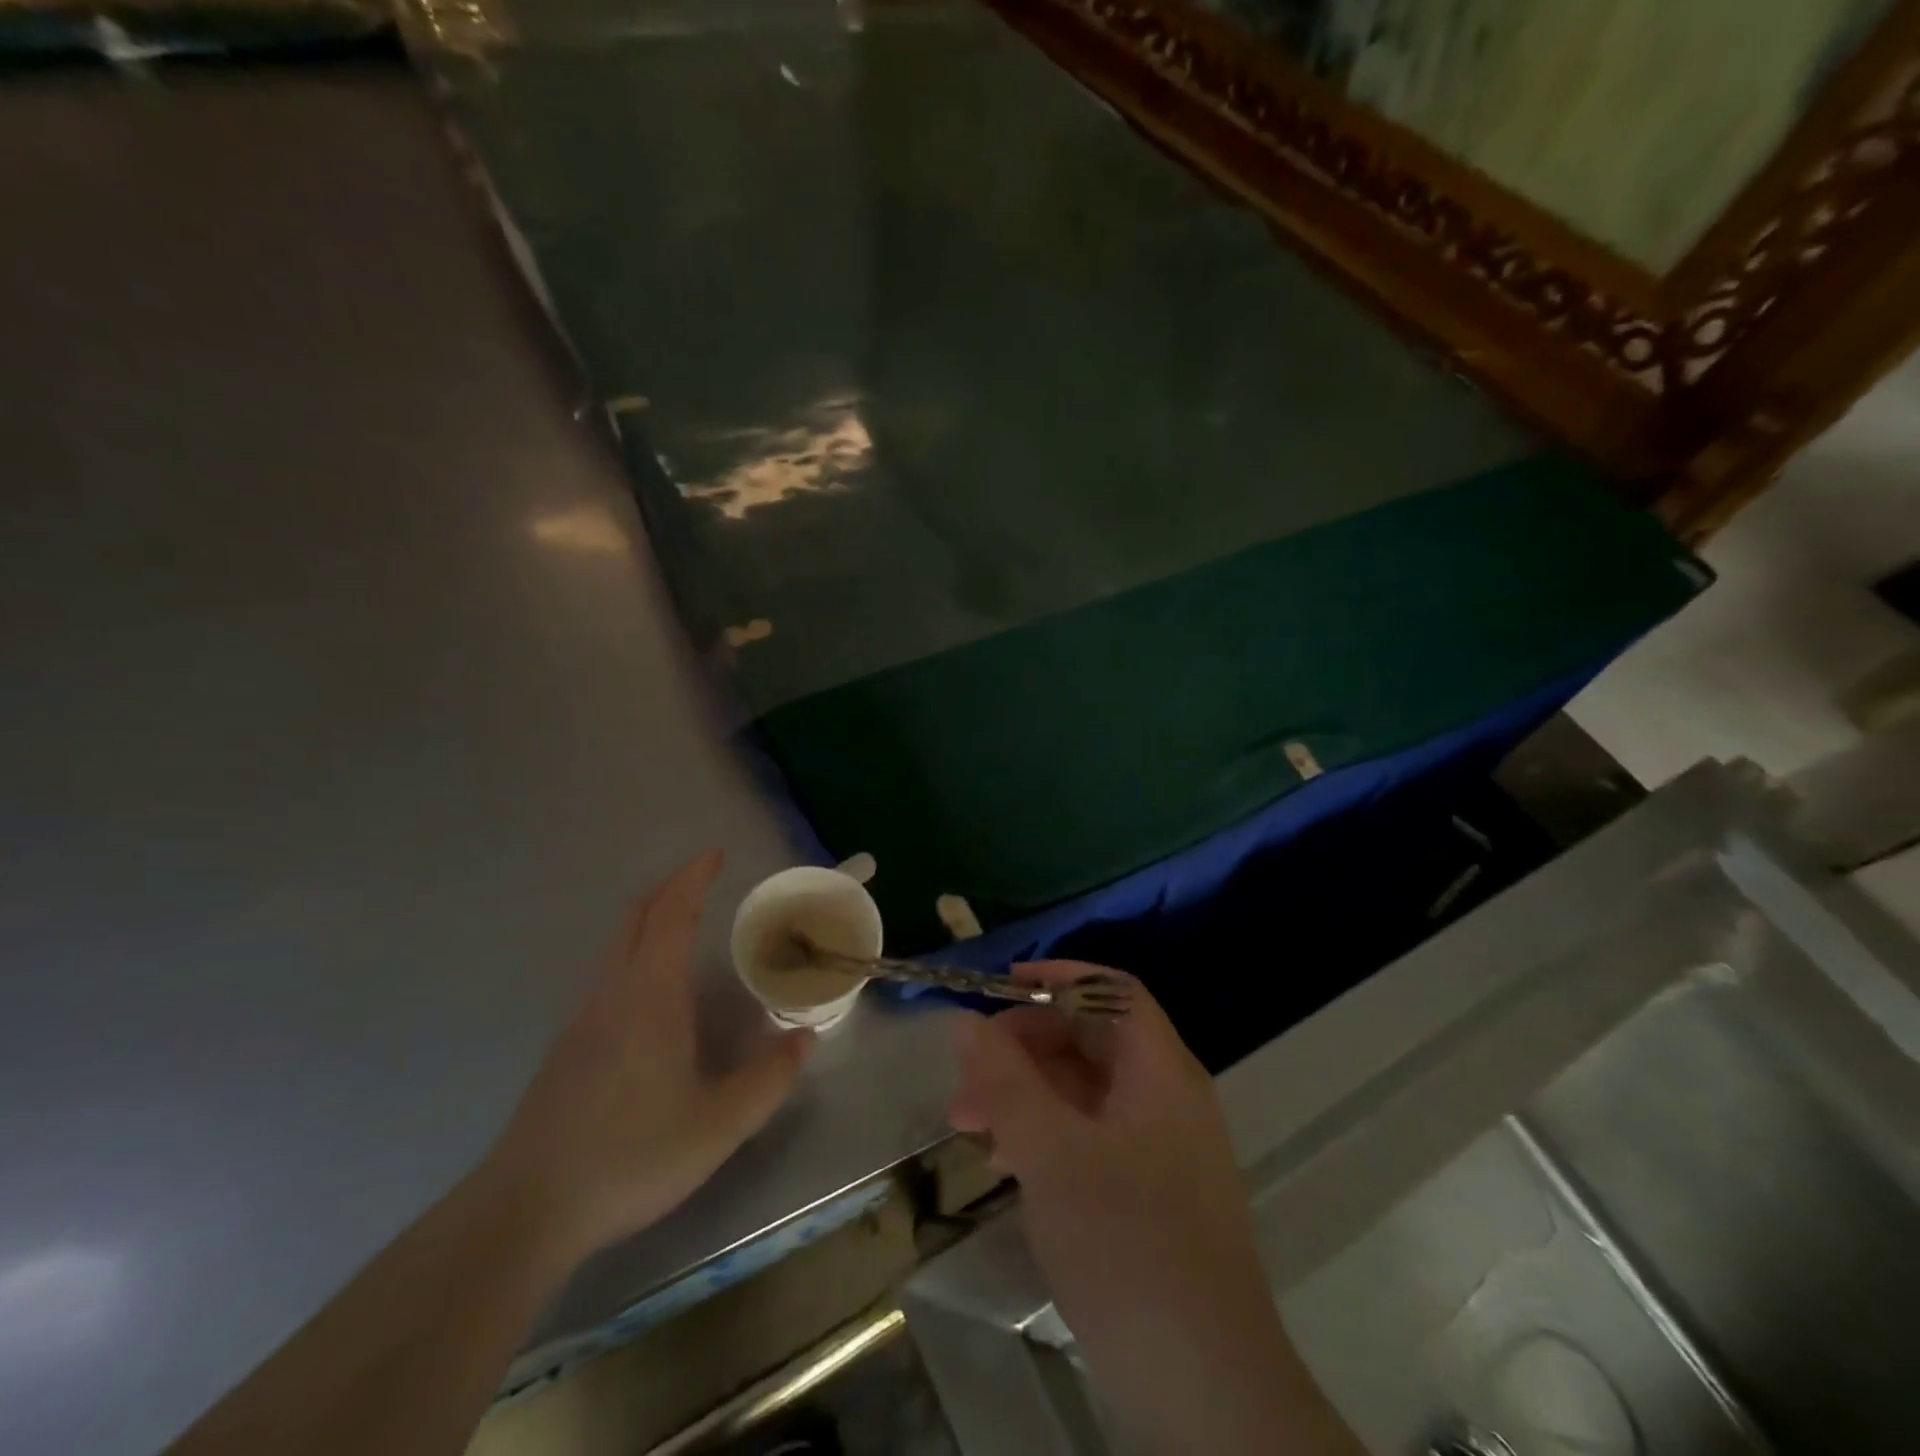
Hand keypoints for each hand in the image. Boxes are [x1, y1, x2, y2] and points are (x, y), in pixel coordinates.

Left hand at [483, 851, 814, 1267]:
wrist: (526, 1210)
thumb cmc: (631, 1155)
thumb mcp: (720, 1124)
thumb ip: (769, 1078)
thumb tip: (803, 1038)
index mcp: (651, 996)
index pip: (672, 915)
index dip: (693, 878)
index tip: (715, 854)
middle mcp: (613, 993)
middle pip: (636, 918)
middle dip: (670, 888)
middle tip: (703, 878)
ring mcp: (583, 1019)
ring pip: (616, 946)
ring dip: (649, 919)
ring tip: (683, 923)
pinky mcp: (567, 1048)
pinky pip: (607, 974)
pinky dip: (634, 951)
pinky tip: (651, 990)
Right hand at [949, 963, 1360, 1455]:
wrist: (1208, 1390)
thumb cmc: (1128, 1245)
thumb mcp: (1051, 1154)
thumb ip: (1005, 1082)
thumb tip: (967, 1022)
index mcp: (1159, 1070)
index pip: (1111, 990)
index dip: (1058, 978)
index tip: (1000, 989)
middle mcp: (1166, 1097)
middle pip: (1090, 1039)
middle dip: (1023, 1047)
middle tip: (966, 1080)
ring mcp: (1161, 1148)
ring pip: (1084, 1091)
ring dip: (1025, 1095)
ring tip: (968, 1126)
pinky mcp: (1149, 1193)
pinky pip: (1089, 1137)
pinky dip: (1044, 1136)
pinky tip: (1005, 1165)